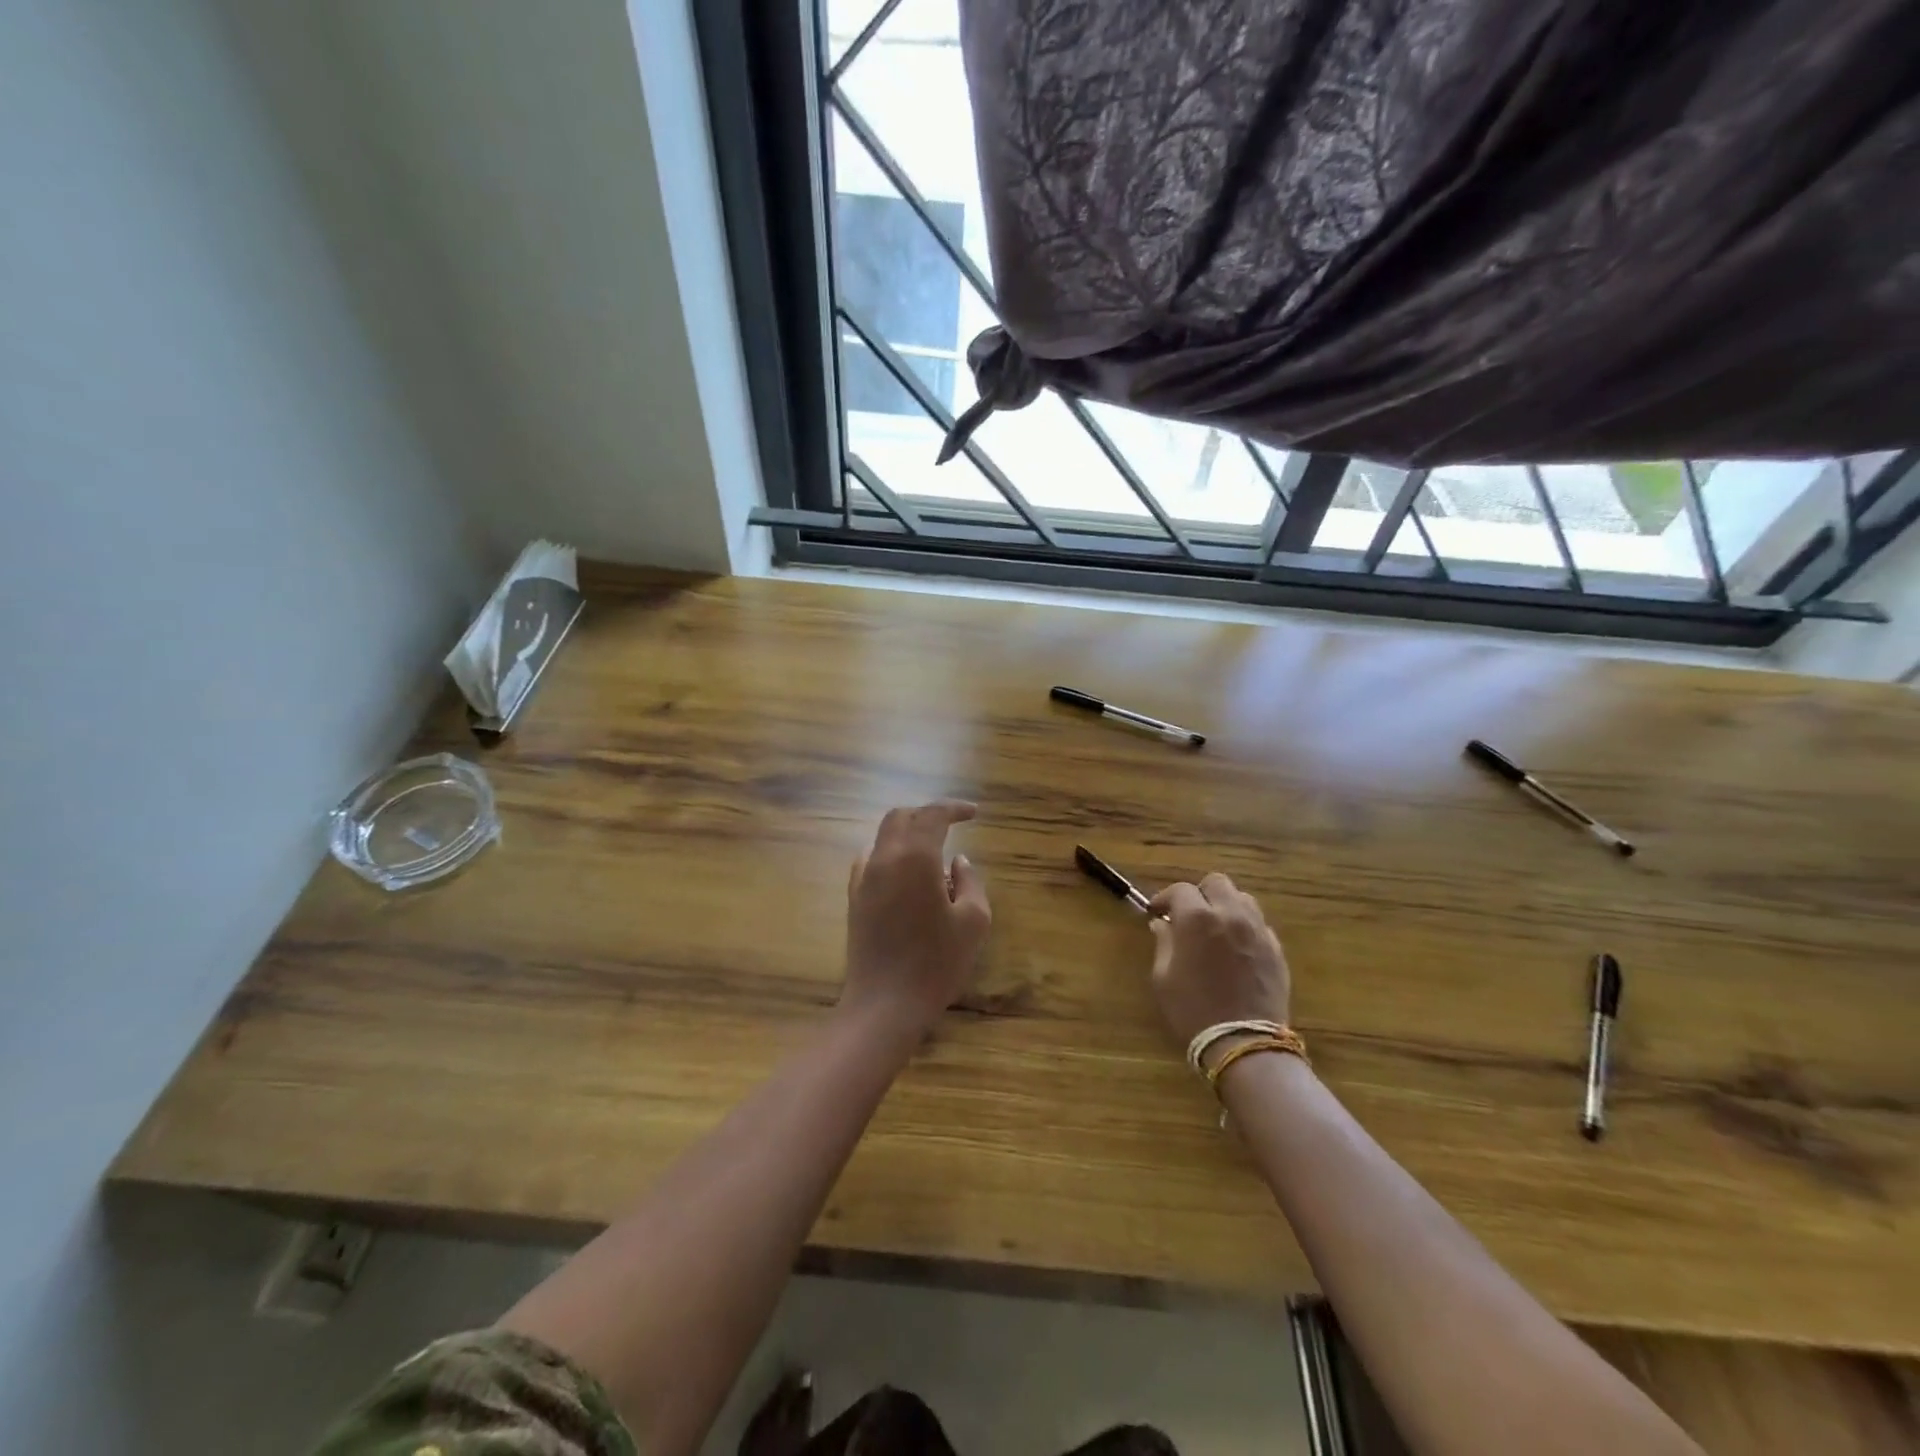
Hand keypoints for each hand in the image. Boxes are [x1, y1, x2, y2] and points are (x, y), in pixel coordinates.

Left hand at [841, 800, 991, 1033]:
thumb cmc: (936, 963)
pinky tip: (906, 876)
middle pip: (901, 817)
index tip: (974, 813)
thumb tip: (958, 862)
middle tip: (952, 825)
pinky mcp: (854, 899)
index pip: (932, 815)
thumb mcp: (973, 921)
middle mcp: (884, 858)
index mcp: (915, 857)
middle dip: (927, 814)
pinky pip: (871, 861)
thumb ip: (970, 882)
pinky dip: (891, 855)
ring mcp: (863, 878)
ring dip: (908, 834)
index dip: (954, 808)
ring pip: (883, 837)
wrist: (884, 1004)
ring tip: (933, 855)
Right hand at [1147, 873, 1291, 1048]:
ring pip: (1242, 898)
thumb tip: (1162, 924)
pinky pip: (1259, 924)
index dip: (1165, 898)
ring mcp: (1258, 930)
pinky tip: (1236, 948)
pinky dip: (1244, 926)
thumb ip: (1163, 943)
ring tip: (1215, 928)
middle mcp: (1230, 914)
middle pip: (1216, 883)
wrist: (1244, 1043)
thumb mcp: (1164, 978)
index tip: (1157, 913)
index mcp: (1197, 918)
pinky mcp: (1276, 949)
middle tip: (1189, 915)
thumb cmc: (1193, 1010)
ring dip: (1225, 906)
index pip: (1179, 890)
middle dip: (1199, 893)